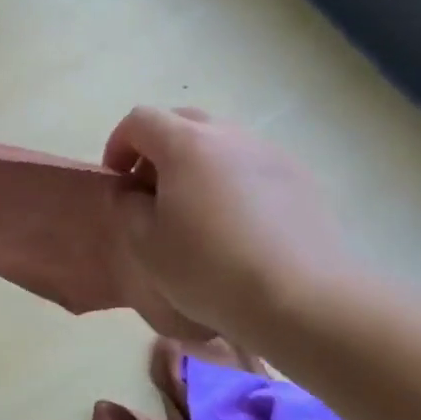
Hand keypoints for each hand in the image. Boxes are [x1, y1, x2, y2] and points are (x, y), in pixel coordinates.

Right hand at [104, 106, 349, 342]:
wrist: (301, 299)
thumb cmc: (209, 270)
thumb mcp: (145, 245)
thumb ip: (127, 206)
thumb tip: (132, 190)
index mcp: (187, 144)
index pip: (140, 120)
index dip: (119, 145)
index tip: (118, 181)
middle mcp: (231, 136)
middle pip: (183, 122)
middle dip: (158, 149)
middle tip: (153, 192)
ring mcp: (271, 154)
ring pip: (222, 143)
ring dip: (198, 165)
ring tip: (197, 212)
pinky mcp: (301, 179)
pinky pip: (254, 166)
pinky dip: (234, 182)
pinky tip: (238, 227)